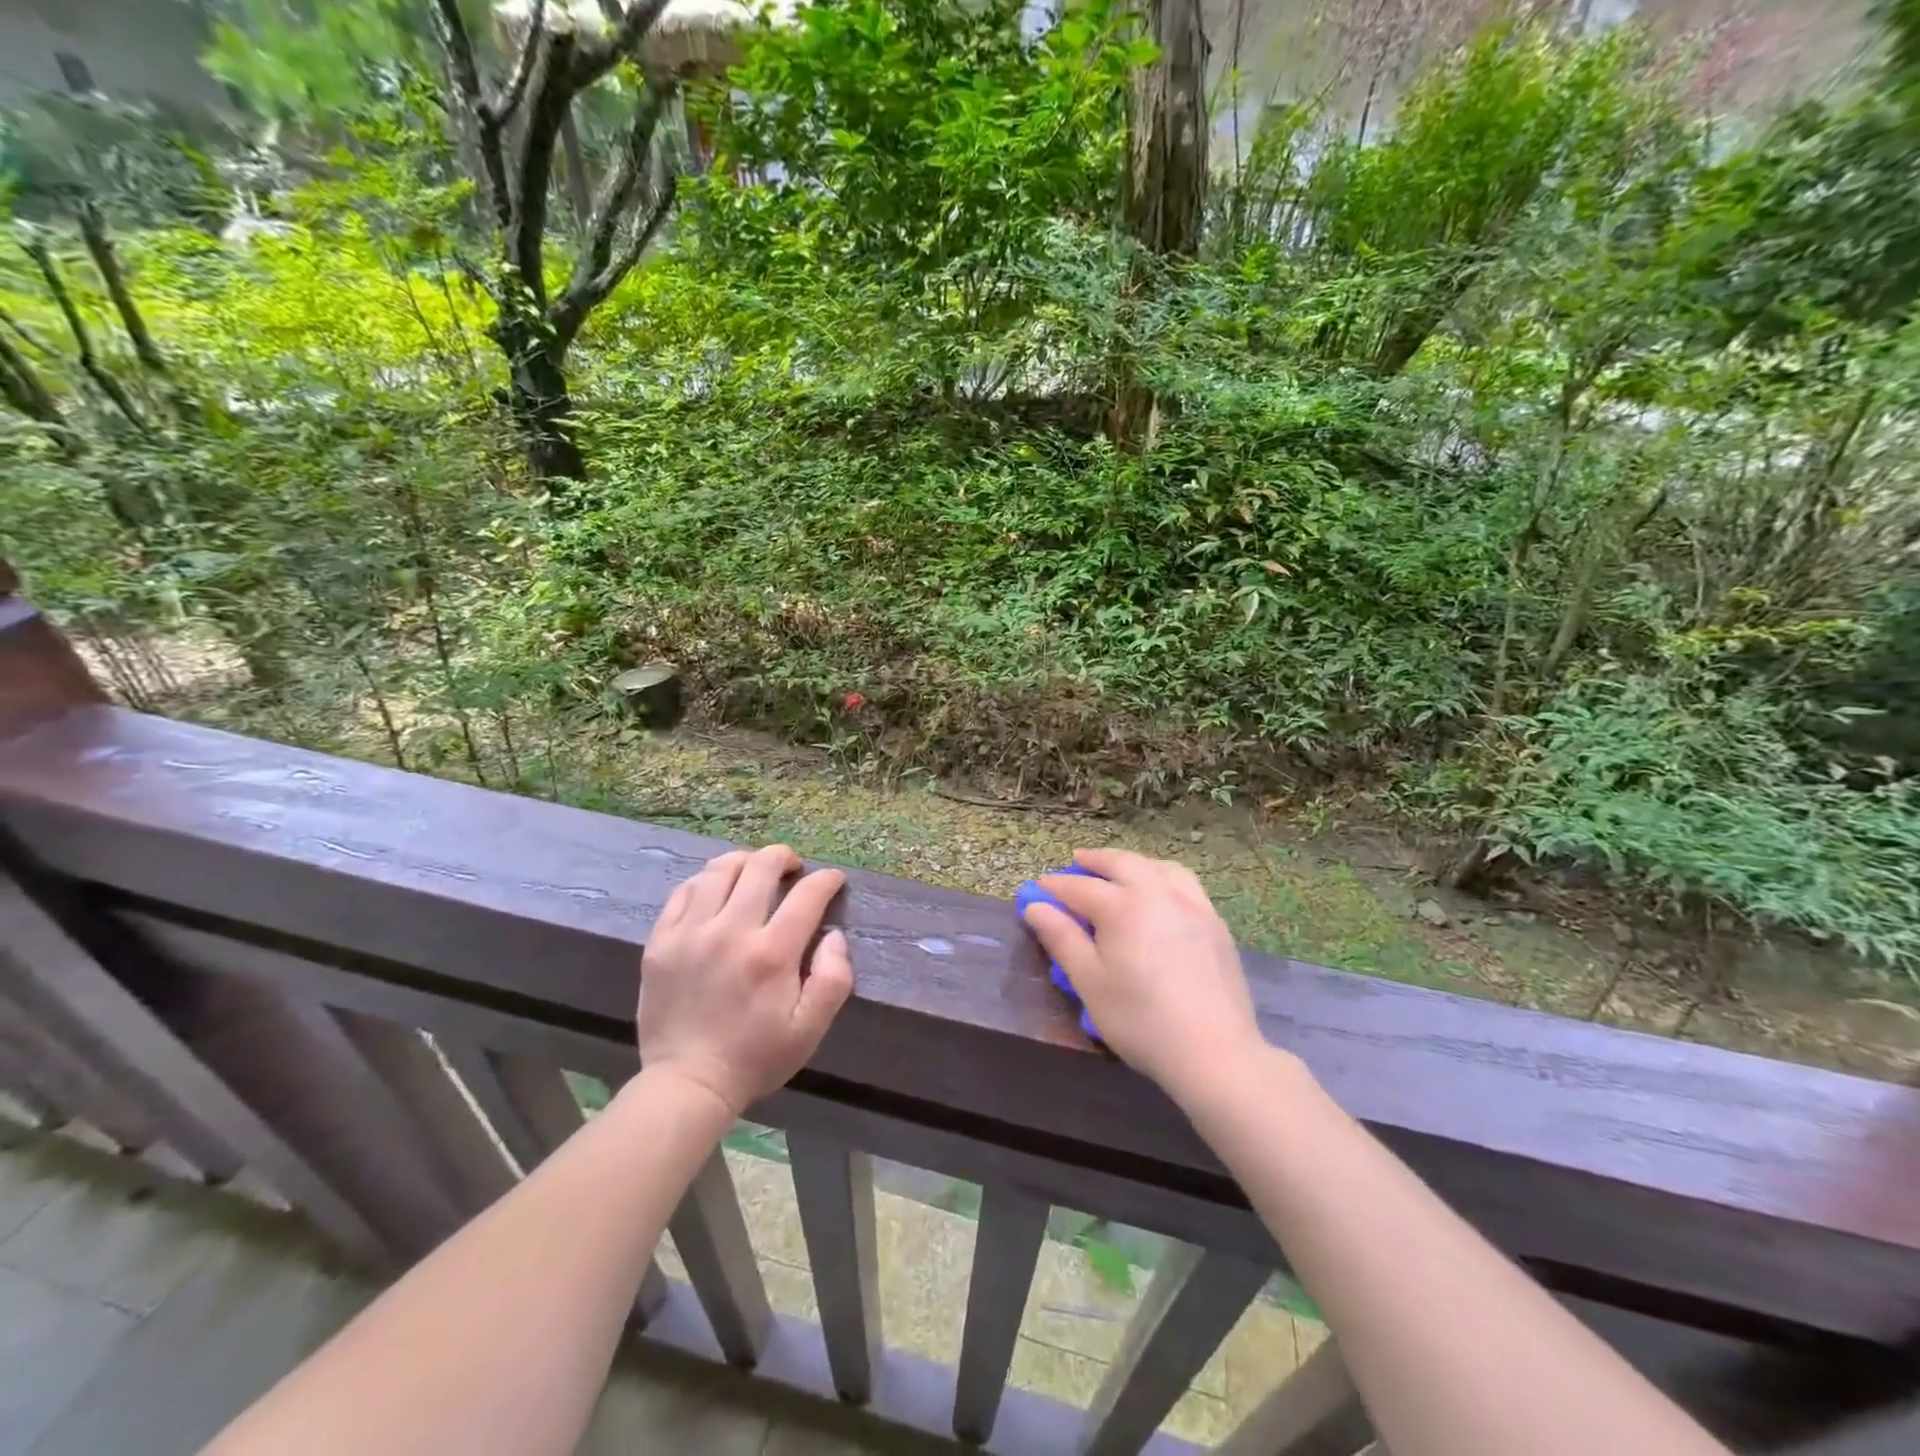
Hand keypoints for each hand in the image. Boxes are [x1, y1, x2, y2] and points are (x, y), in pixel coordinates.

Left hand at [638, 845, 853, 1116]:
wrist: (686, 1084)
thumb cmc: (755, 1057)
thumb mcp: (810, 1029)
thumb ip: (833, 978)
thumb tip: (833, 935)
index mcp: (771, 954)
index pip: (807, 894)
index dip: (826, 880)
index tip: (833, 880)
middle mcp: (730, 931)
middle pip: (760, 866)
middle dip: (784, 858)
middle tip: (793, 869)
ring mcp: (689, 932)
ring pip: (719, 869)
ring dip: (744, 862)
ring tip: (754, 874)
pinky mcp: (660, 941)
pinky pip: (684, 891)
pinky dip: (706, 882)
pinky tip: (716, 893)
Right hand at [1023, 848, 1268, 1106]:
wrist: (1215, 1053)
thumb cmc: (1141, 1021)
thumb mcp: (1089, 983)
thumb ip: (1062, 938)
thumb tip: (1035, 906)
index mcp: (1123, 907)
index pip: (1080, 887)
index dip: (1056, 886)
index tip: (1038, 887)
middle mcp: (1158, 894)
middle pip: (1122, 863)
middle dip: (1096, 860)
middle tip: (1077, 861)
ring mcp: (1192, 905)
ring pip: (1158, 867)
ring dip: (1133, 863)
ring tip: (1119, 870)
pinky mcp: (1215, 923)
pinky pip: (1185, 883)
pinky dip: (1163, 876)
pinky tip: (1160, 893)